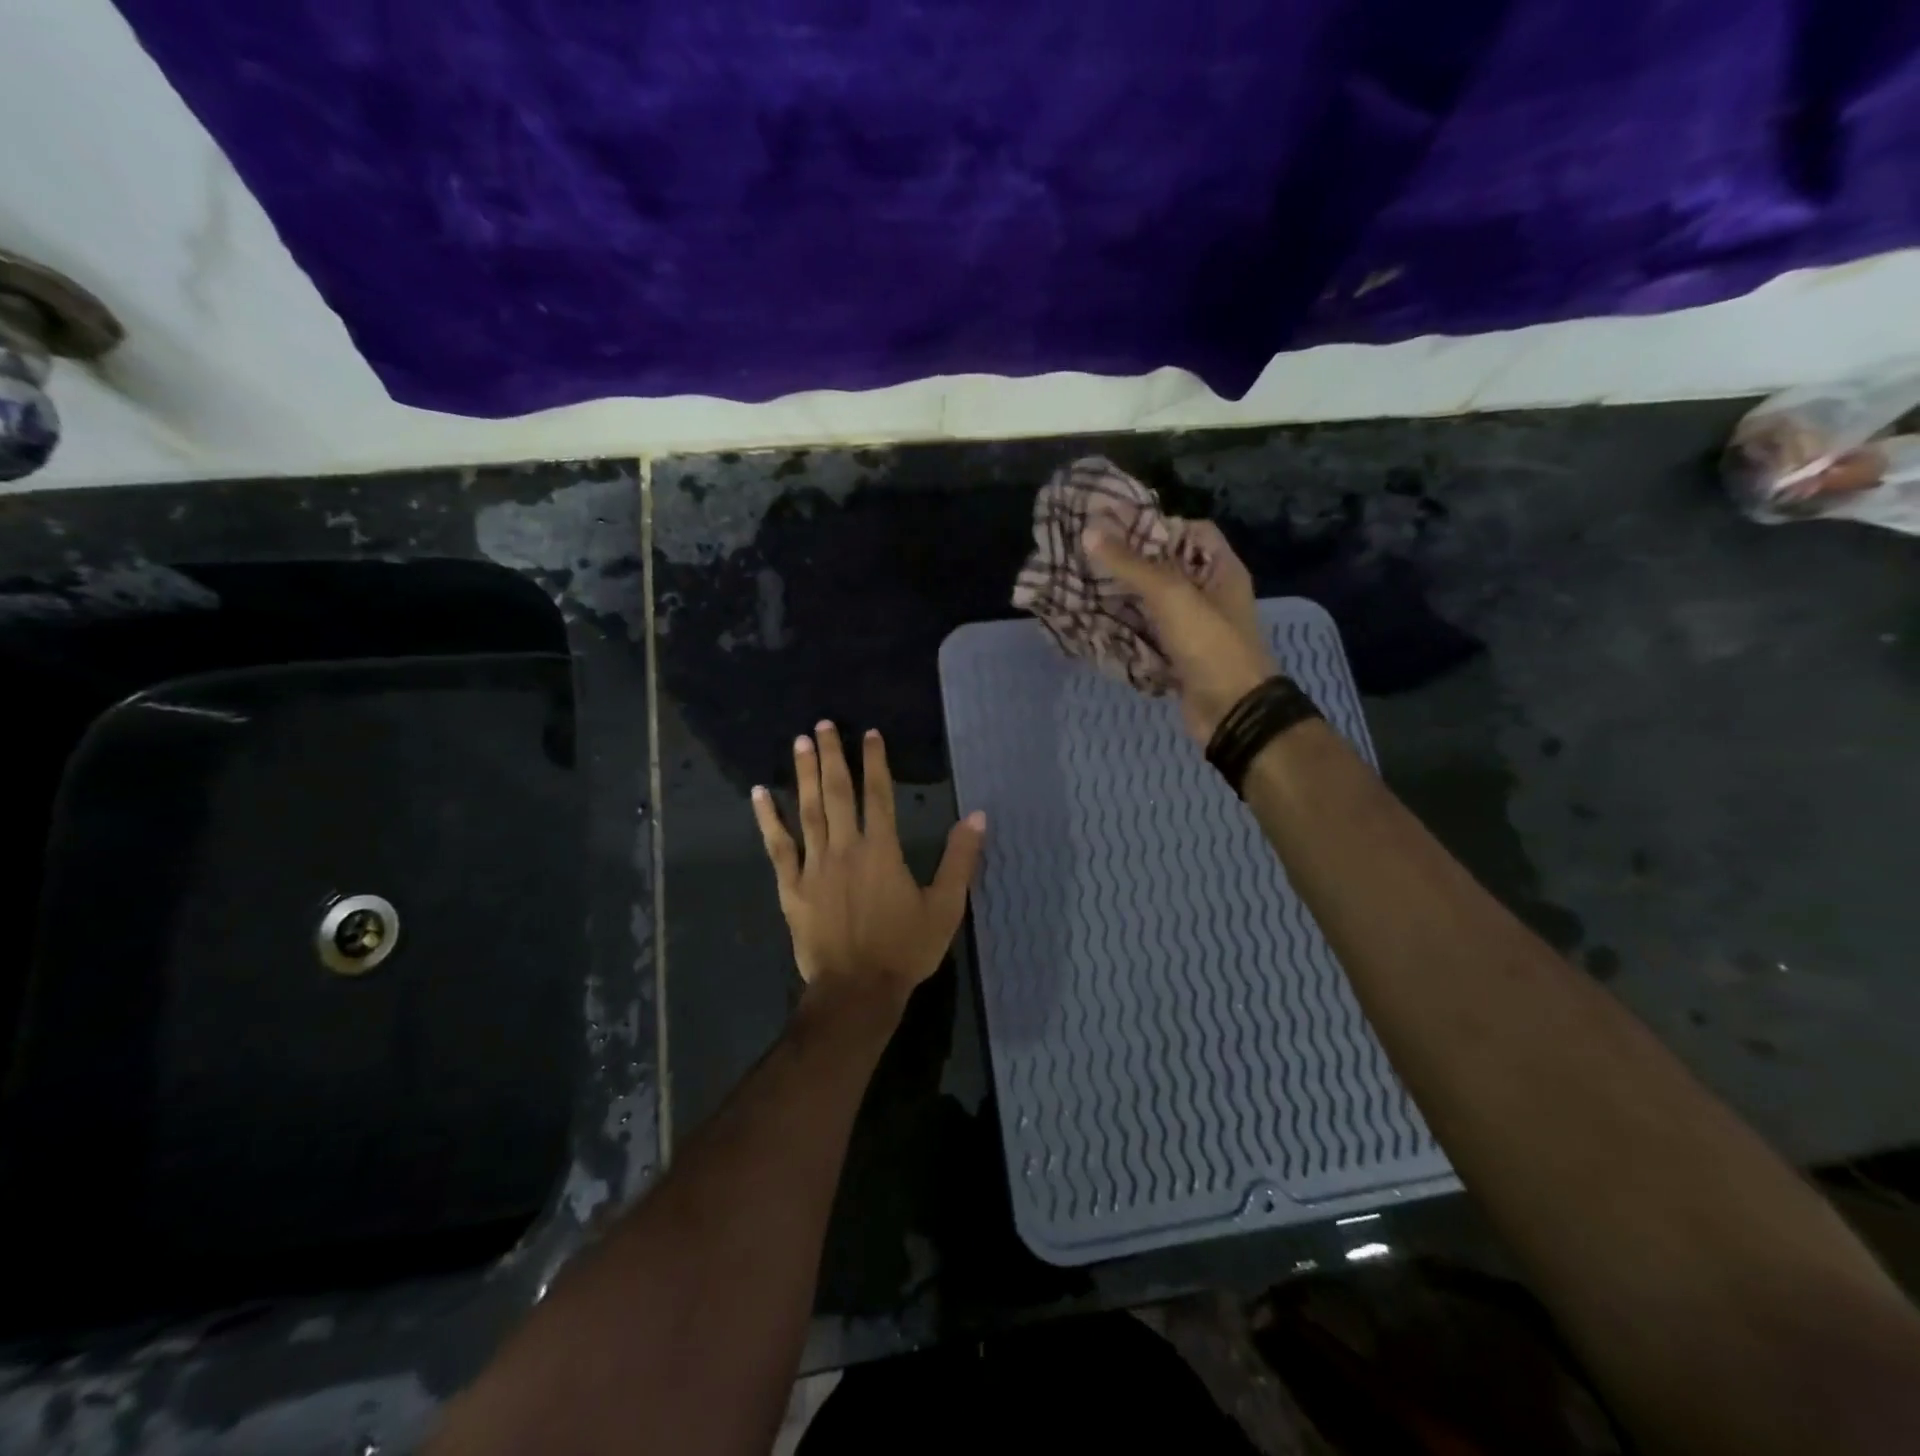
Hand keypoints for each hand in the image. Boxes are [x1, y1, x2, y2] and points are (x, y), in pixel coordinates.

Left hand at [751, 722, 985, 1004]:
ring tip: (800, 742)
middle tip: (823, 724)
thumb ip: (961, 859)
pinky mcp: (792, 887)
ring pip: (807, 811)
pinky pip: (778, 846)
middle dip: (832, 756)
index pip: (878, 795)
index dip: (875, 761)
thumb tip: (977, 816)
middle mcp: (845, 848)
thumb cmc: (905, 949)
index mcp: (881, 850)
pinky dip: (768, 819)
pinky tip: (759, 794)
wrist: (856, 991)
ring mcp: (814, 866)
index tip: (869, 734)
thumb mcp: (946, 907)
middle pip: (837, 793)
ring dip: (803, 775)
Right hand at [1084, 521, 1277, 741]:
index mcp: (1221, 570)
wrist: (1231, 712)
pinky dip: (1122, 630)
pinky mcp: (1176, 657)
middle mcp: (1208, 595)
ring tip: (1081, 585)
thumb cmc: (1209, 644)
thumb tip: (1088, 533)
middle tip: (1087, 555)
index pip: (1192, 532)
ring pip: (1151, 604)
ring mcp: (1192, 629)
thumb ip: (1130, 564)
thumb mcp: (1170, 595)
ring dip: (1120, 597)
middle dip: (1129, 563)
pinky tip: (1091, 622)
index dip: (1158, 525)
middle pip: (1166, 568)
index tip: (1117, 528)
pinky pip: (1145, 636)